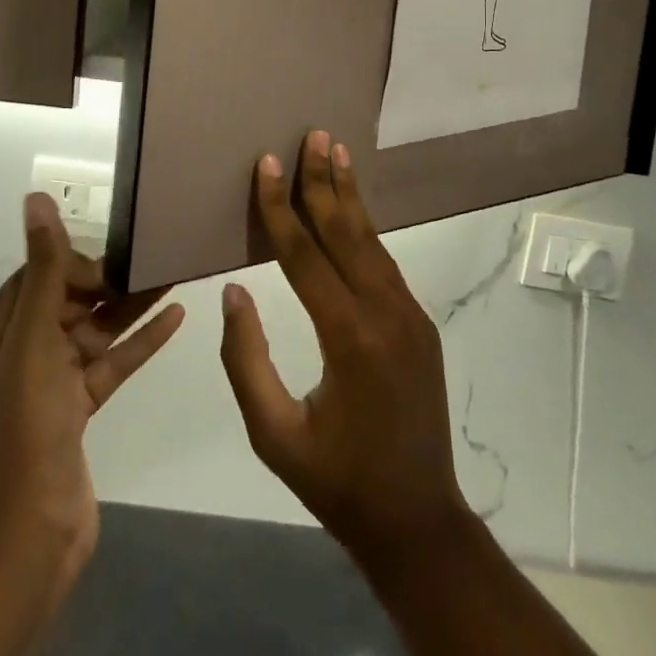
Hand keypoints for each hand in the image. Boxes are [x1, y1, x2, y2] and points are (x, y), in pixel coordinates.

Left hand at [0, 195, 183, 609]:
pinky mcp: (80, 407)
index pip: (38, 274)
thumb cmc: (26, 425)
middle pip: (70, 298)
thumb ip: (44, 268)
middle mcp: (20, 350)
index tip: (112, 263)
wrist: (33, 531)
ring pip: (97, 329)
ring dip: (133, 304)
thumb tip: (34, 198)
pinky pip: (113, 360)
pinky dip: (141, 339)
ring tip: (176, 273)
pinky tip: (178, 315)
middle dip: (110, 281)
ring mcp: (51, 381)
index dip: (74, 262)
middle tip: (156, 258)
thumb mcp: (34, 338)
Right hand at [219, 131, 471, 576]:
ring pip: (373, 243)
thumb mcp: (274, 434)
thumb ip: (247, 360)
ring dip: (351, 197)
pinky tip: (353, 210)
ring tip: (337, 153)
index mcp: (349, 339)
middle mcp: (386, 314)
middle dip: (326, 182)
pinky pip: (385, 265)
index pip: (306, 257)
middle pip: (348, 233)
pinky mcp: (419, 323)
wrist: (417, 520)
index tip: (267, 165)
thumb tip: (235, 290)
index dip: (281, 209)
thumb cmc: (337, 482)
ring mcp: (410, 316)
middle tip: (314, 135)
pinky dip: (365, 230)